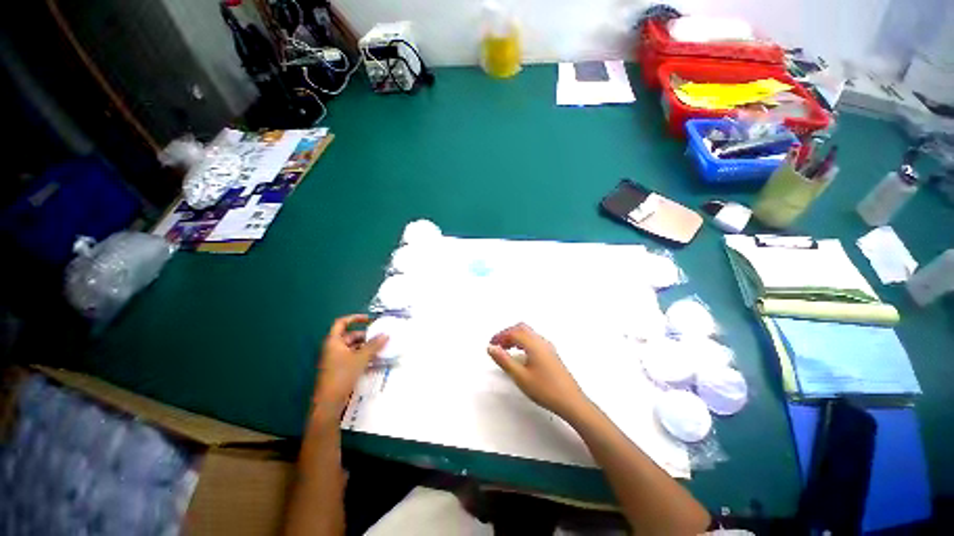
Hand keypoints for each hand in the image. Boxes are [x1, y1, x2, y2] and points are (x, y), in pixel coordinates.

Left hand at [314, 314, 387, 412]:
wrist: (329, 402)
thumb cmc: (342, 375)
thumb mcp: (361, 358)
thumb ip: (374, 345)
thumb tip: (386, 334)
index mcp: (333, 341)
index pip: (342, 323)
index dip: (355, 318)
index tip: (369, 319)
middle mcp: (333, 348)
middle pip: (350, 336)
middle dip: (365, 335)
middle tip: (380, 336)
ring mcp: (336, 359)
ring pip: (353, 347)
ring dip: (366, 347)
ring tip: (381, 348)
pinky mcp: (340, 369)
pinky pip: (353, 357)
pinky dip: (363, 356)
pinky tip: (375, 359)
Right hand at [487, 323, 587, 418]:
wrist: (571, 401)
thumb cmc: (545, 389)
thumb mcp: (520, 376)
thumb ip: (504, 360)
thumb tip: (491, 348)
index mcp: (534, 344)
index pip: (514, 332)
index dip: (500, 336)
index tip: (491, 344)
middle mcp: (541, 341)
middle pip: (522, 328)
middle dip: (508, 333)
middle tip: (497, 344)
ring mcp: (548, 347)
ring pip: (529, 334)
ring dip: (516, 337)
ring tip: (506, 349)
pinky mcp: (551, 354)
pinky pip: (534, 340)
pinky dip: (523, 342)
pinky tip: (521, 355)